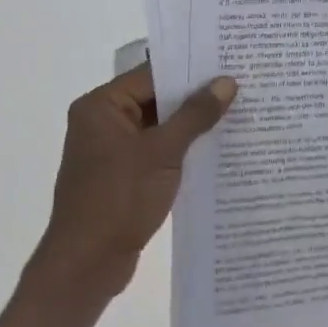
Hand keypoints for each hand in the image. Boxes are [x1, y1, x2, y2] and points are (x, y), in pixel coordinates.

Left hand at [32, 64, 236, 299]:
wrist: (87, 264)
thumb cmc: (119, 198)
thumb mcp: (163, 152)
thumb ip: (195, 115)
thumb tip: (227, 82)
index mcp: (101, 106)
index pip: (152, 74)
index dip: (190, 69)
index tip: (228, 62)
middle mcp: (102, 121)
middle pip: (155, 98)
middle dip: (195, 96)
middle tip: (240, 85)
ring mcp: (111, 150)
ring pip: (159, 126)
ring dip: (191, 124)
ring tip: (237, 113)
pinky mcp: (122, 175)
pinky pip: (156, 150)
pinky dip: (181, 148)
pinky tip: (216, 148)